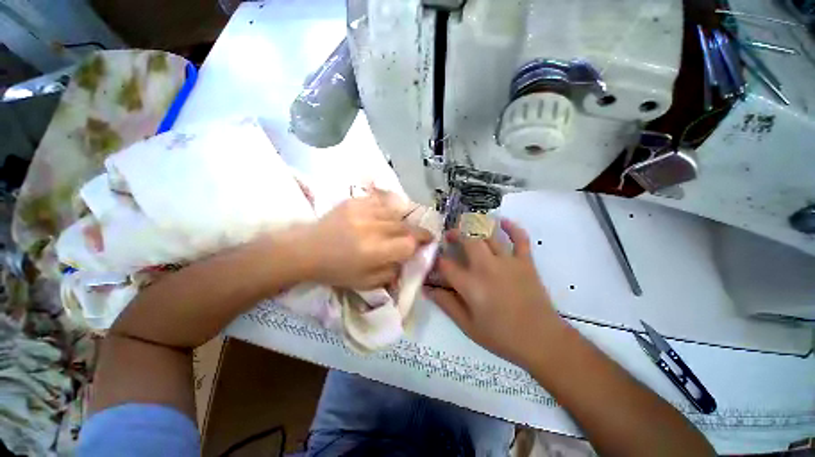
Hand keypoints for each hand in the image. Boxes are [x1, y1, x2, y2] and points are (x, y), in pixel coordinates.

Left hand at [299, 192, 432, 289]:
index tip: (425, 243)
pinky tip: (387, 214)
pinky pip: (381, 200)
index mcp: (374, 252)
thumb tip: (407, 260)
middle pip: (405, 226)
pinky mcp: (355, 201)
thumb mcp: (366, 283)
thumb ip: (391, 273)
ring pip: (396, 212)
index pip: (409, 243)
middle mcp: (372, 229)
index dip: (420, 243)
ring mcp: (363, 211)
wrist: (306, 250)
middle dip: (416, 231)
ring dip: (402, 220)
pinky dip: (389, 207)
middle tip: (419, 235)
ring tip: (401, 226)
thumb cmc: (336, 271)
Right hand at [425, 219, 564, 368]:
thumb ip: (446, 304)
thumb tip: (427, 289)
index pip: (445, 264)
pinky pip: (520, 238)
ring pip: (489, 234)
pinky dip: (512, 227)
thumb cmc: (501, 336)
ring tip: (468, 226)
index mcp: (471, 285)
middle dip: (455, 233)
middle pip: (467, 239)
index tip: (433, 259)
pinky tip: (503, 221)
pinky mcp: (525, 261)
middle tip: (450, 236)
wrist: (542, 340)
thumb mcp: (468, 326)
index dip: (436, 260)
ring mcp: (508, 261)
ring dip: (476, 226)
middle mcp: (487, 267)